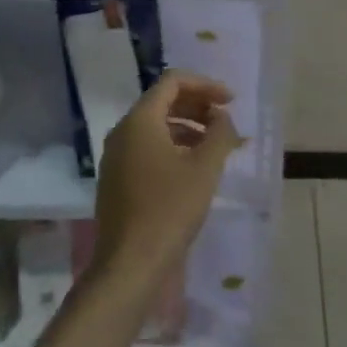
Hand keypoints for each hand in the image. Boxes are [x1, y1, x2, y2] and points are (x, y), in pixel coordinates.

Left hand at [92, 71, 240, 305]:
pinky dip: (174, 148)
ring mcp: (116, 157)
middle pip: (163, 102)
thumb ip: (219, 133)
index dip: (205, 85)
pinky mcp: (118, 179)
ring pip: (156, 127)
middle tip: (226, 121)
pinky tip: (195, 168)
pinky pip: (148, 149)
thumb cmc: (170, 209)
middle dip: (198, 106)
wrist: (130, 264)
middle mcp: (122, 131)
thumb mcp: (205, 168)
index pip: (172, 82)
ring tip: (217, 146)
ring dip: (189, 128)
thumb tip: (222, 116)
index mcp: (139, 120)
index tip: (231, 101)